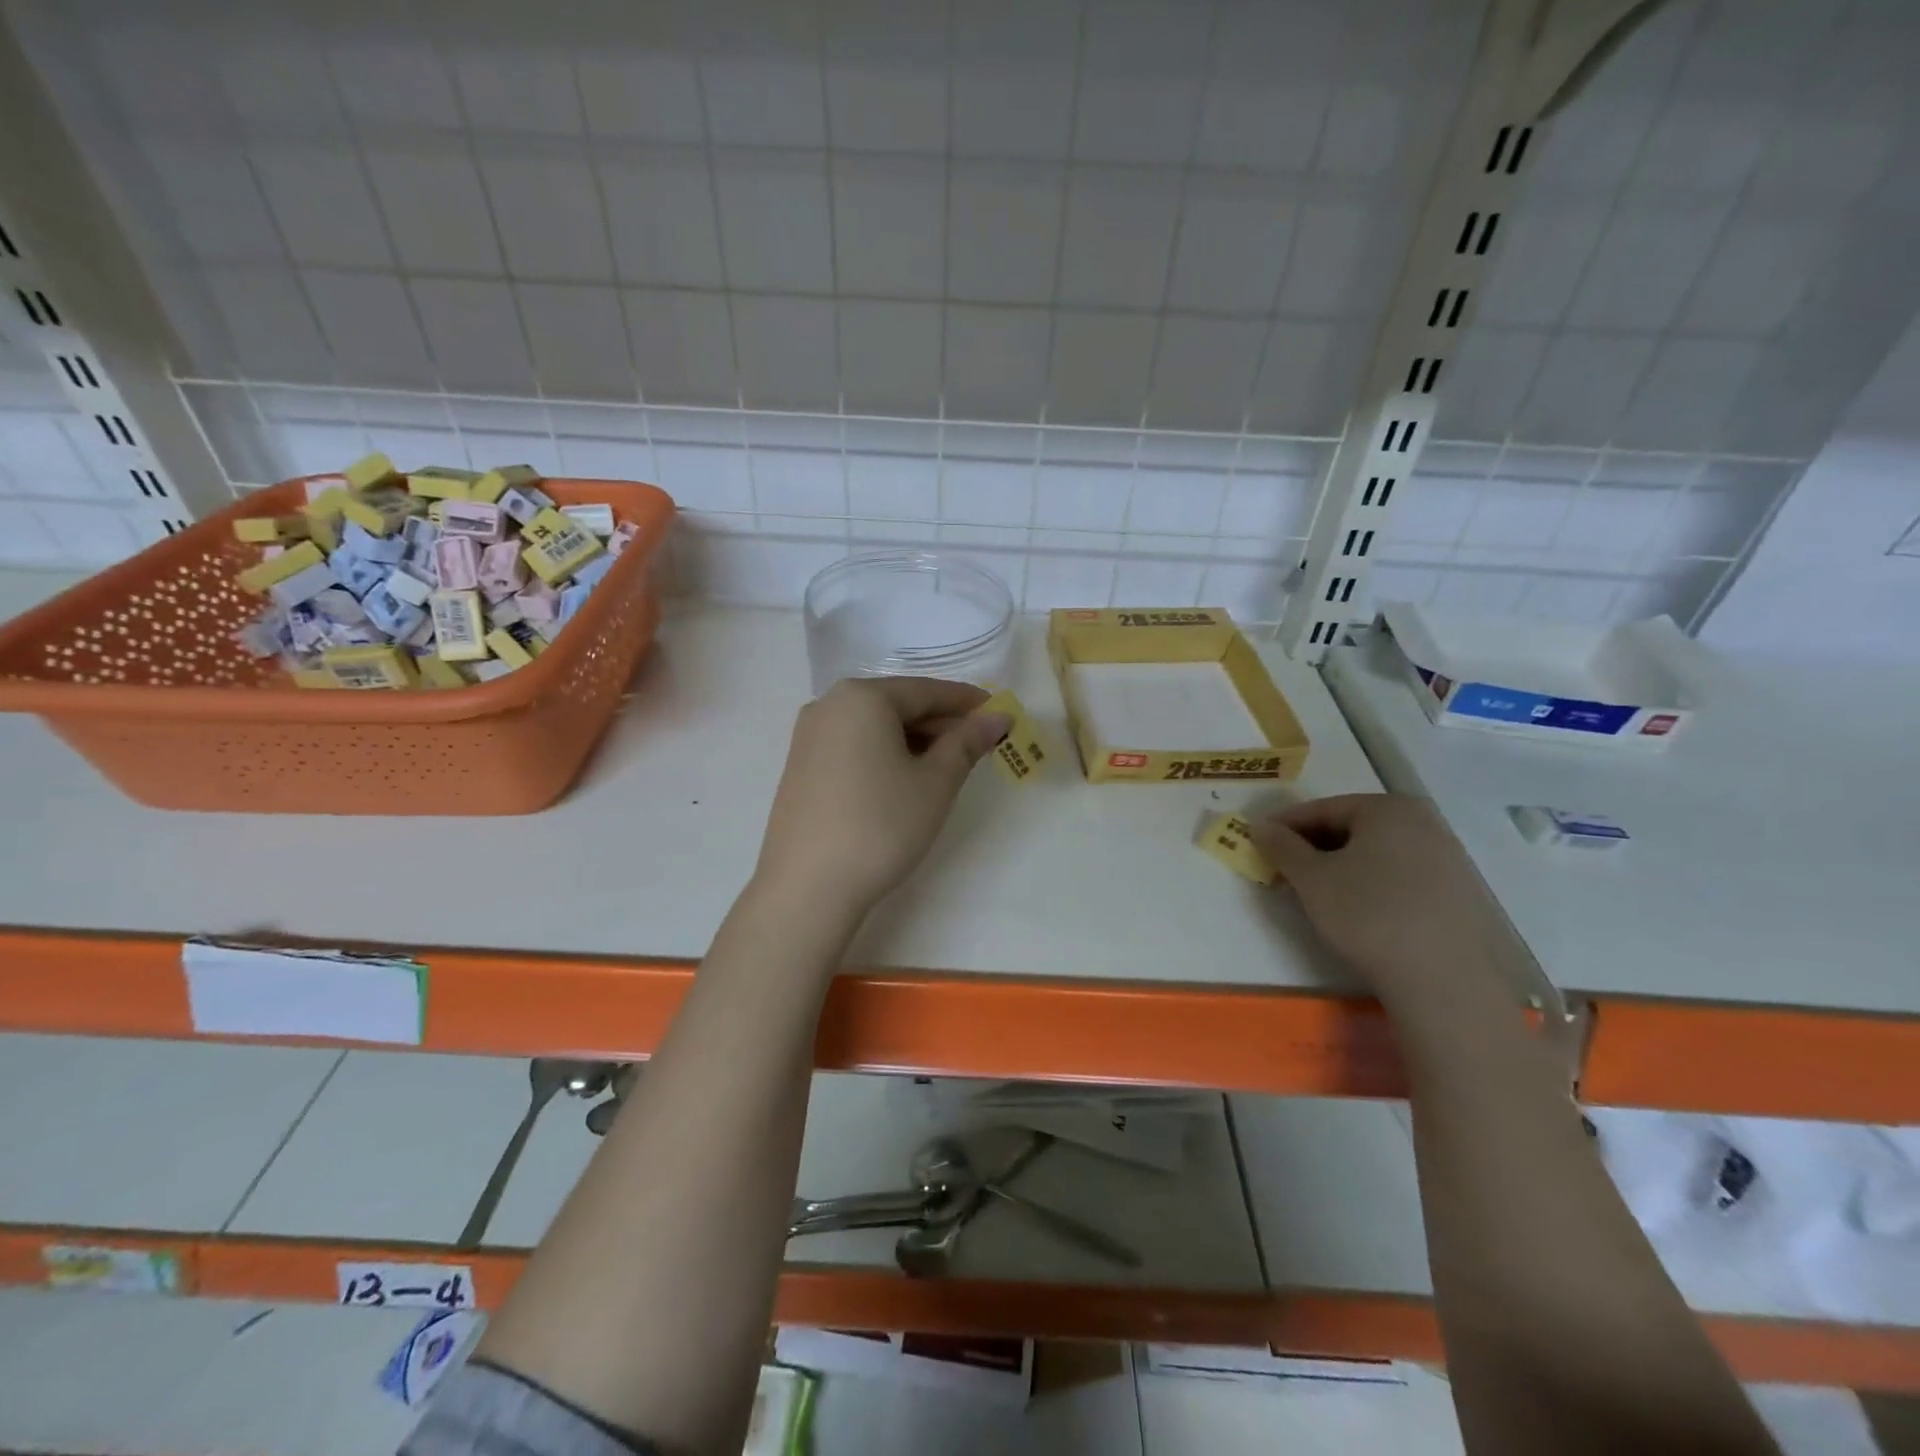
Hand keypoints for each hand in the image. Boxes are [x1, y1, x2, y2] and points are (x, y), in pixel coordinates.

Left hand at [756, 678, 1011, 914]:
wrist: (808, 887)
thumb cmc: (881, 825)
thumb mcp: (936, 783)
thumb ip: (967, 742)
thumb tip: (998, 716)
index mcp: (862, 698)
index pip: (926, 691)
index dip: (966, 702)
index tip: (999, 714)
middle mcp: (829, 705)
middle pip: (898, 705)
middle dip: (940, 723)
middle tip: (979, 745)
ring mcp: (809, 736)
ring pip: (875, 726)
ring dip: (914, 740)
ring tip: (948, 766)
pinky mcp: (801, 766)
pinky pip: (854, 745)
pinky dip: (885, 753)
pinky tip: (905, 779)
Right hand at [1249, 794, 1515, 1005]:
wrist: (1447, 981)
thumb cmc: (1368, 915)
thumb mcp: (1311, 879)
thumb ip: (1281, 846)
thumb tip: (1262, 827)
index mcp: (1388, 809)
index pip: (1323, 808)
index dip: (1285, 826)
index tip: (1259, 843)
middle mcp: (1424, 823)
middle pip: (1352, 828)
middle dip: (1313, 847)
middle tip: (1282, 870)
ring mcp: (1448, 859)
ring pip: (1376, 853)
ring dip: (1340, 866)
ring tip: (1314, 892)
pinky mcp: (1459, 894)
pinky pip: (1400, 876)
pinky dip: (1370, 884)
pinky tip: (1355, 910)